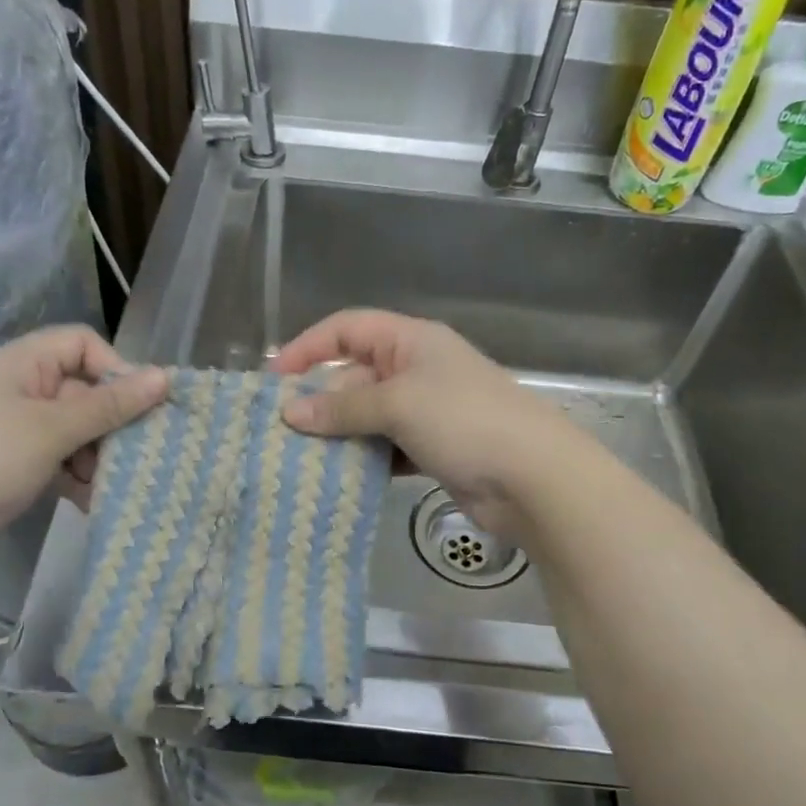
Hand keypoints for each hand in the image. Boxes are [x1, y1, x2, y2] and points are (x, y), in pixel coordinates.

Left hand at [0, 326, 167, 550]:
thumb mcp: (53, 430)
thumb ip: (110, 405)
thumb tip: (164, 376)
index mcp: (17, 363)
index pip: (80, 343)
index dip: (115, 368)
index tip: (138, 407)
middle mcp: (12, 388)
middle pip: (79, 389)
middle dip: (109, 422)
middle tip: (133, 454)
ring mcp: (6, 427)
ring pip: (70, 428)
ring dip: (94, 454)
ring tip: (106, 485)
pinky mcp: (5, 463)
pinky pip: (52, 457)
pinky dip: (73, 474)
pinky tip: (89, 500)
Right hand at [271, 310, 580, 537]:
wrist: (532, 477)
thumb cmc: (464, 421)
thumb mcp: (398, 404)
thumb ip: (343, 408)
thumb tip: (291, 413)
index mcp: (411, 340)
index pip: (348, 328)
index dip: (308, 347)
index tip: (273, 379)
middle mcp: (417, 369)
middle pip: (354, 374)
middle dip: (319, 398)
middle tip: (282, 429)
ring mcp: (426, 411)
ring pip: (368, 415)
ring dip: (339, 433)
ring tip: (301, 456)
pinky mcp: (432, 449)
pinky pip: (385, 446)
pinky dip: (364, 458)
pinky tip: (340, 476)